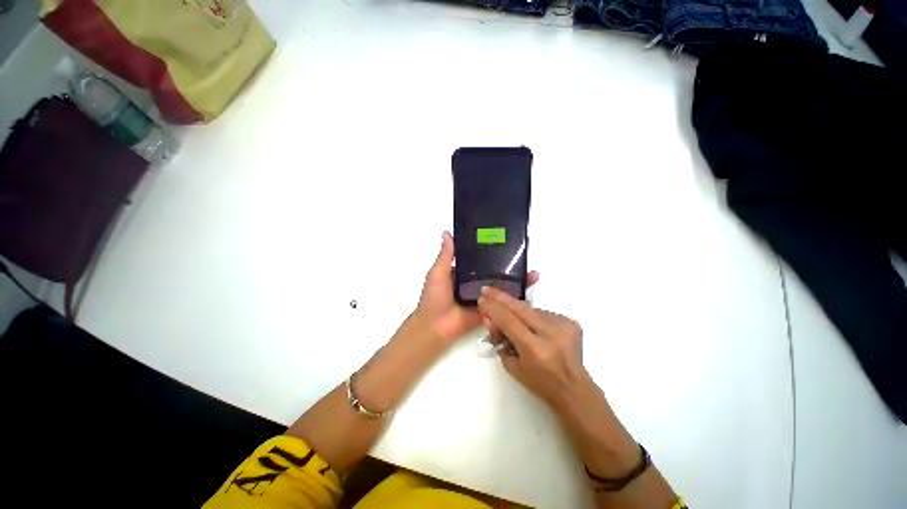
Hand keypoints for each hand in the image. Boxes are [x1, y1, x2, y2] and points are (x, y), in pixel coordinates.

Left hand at [418, 232, 537, 343]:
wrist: (437, 328)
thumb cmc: (434, 298)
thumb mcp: (438, 273)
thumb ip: (445, 255)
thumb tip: (447, 232)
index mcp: (463, 273)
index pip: (479, 260)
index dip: (490, 252)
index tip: (504, 242)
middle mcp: (474, 284)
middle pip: (493, 273)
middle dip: (507, 266)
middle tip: (523, 256)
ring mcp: (483, 297)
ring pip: (500, 287)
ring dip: (515, 280)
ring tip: (530, 271)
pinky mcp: (489, 310)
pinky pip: (502, 303)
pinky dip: (513, 297)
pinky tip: (527, 289)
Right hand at [478, 286, 586, 405]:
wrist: (574, 388)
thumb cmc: (540, 382)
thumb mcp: (512, 366)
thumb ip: (499, 341)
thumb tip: (489, 318)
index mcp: (535, 349)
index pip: (509, 321)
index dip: (493, 308)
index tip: (481, 299)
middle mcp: (551, 333)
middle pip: (520, 307)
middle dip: (501, 297)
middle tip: (486, 289)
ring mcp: (563, 325)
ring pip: (530, 309)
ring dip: (516, 309)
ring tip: (508, 313)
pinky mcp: (570, 321)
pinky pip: (542, 313)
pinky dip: (531, 316)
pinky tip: (530, 325)